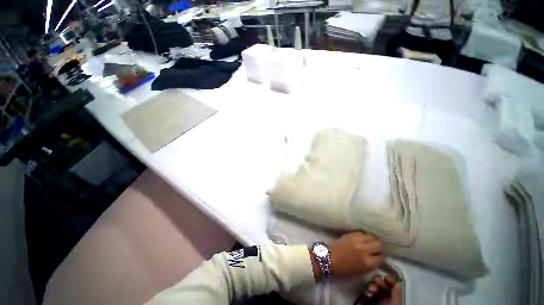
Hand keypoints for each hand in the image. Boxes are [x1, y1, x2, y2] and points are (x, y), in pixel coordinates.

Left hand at [329, 232, 384, 277]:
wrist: (329, 257)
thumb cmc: (344, 269)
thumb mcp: (360, 272)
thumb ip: (371, 265)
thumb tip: (376, 259)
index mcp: (367, 262)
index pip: (381, 257)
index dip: (381, 258)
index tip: (379, 258)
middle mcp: (364, 249)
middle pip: (378, 244)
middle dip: (378, 248)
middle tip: (375, 250)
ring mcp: (357, 240)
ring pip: (371, 236)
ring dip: (372, 240)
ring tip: (369, 243)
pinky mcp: (350, 234)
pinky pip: (361, 233)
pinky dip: (363, 236)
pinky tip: (361, 239)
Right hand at [358, 274, 401, 304]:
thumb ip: (397, 294)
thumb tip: (398, 282)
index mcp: (393, 297)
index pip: (391, 284)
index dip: (389, 279)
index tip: (385, 277)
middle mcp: (384, 296)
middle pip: (381, 283)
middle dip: (377, 281)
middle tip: (375, 283)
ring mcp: (375, 298)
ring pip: (372, 285)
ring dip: (371, 285)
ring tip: (371, 290)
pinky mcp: (367, 300)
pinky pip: (365, 291)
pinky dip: (365, 290)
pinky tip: (367, 294)